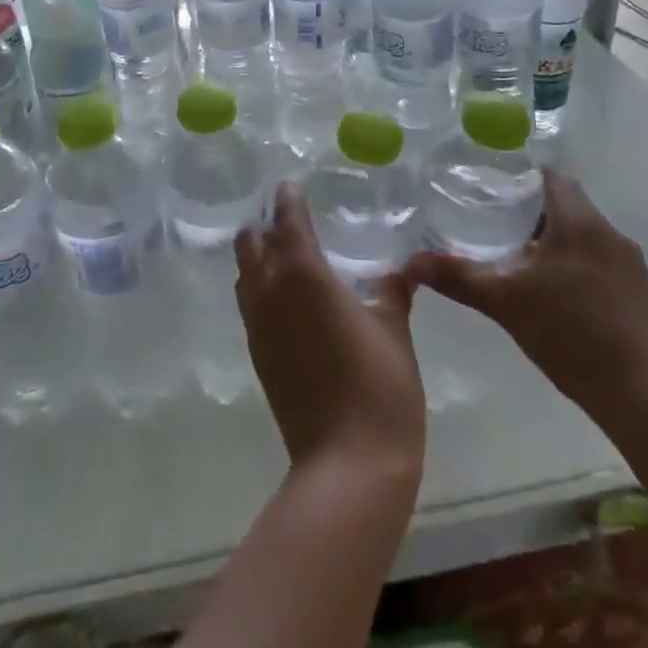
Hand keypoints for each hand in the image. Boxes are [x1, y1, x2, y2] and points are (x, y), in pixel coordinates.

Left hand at [236, 184, 426, 485]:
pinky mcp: (257, 354)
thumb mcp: (394, 330)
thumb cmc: (379, 387)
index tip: (290, 185)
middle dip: (264, 224)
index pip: (287, 222)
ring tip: (285, 251)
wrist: (347, 463)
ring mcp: (257, 325)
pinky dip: (260, 287)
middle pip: (250, 243)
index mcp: (303, 275)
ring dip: (258, 255)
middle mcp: (270, 292)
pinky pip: (250, 304)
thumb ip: (391, 292)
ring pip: (245, 274)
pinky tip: (286, 296)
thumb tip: (403, 269)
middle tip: (287, 217)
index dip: (287, 200)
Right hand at [403, 167, 647, 418]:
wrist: (647, 396)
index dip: (519, 175)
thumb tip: (409, 261)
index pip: (551, 176)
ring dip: (549, 238)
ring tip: (511, 254)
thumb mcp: (505, 303)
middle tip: (488, 220)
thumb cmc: (572, 335)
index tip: (488, 185)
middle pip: (565, 203)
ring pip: (581, 233)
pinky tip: (547, 290)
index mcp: (580, 223)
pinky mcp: (638, 292)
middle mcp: (609, 233)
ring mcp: (629, 264)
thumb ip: (458, 277)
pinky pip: (596, 259)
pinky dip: (569, 262)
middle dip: (528, 209)